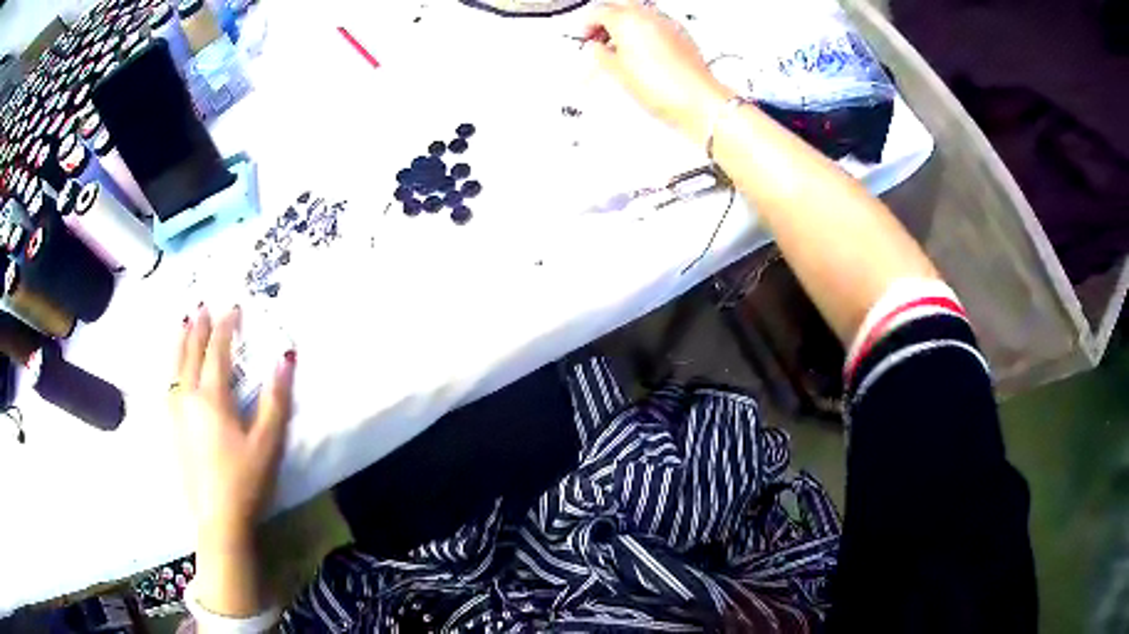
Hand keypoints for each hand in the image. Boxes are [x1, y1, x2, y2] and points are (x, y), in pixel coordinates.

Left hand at [170, 304, 295, 547]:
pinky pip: (169, 384)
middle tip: (203, 306)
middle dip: (198, 327)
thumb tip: (285, 358)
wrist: (217, 519)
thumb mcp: (268, 442)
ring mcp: (175, 413)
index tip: (233, 308)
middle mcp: (188, 396)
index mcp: (212, 397)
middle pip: (190, 352)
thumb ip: (276, 399)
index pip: (217, 350)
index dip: (225, 327)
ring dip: (180, 341)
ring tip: (184, 324)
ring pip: (174, 366)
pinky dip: (173, 365)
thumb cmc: (246, 480)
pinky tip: (174, 369)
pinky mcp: (171, 429)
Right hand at [585, 1, 732, 144]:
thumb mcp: (617, 72)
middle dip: (607, 18)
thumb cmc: (661, 86)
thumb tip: (597, 48)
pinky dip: (645, 30)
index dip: (587, 25)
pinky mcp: (681, 33)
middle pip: (619, 5)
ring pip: (639, 12)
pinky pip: (657, 23)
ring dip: (626, 23)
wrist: (697, 99)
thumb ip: (600, 54)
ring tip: (621, 46)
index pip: (597, 11)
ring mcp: (667, 22)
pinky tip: (642, 50)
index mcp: (626, 19)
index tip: (586, 38)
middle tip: (600, 36)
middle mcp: (647, 15)